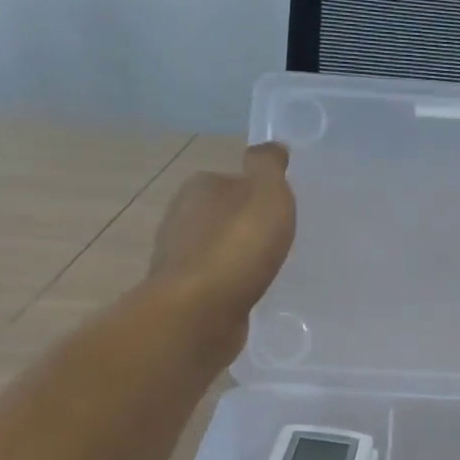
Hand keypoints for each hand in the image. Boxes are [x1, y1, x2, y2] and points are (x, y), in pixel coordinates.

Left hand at [149, 142, 295, 342]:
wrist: (199, 313)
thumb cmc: (237, 248)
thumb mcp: (266, 194)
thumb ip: (268, 167)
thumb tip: (272, 147)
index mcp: (199, 188)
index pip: (231, 180)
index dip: (257, 193)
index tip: (280, 210)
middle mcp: (181, 217)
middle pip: (222, 214)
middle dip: (246, 226)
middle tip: (280, 240)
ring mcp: (179, 258)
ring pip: (217, 249)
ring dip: (238, 257)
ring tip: (269, 269)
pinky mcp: (185, 293)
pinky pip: (216, 281)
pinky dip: (231, 284)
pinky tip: (251, 293)